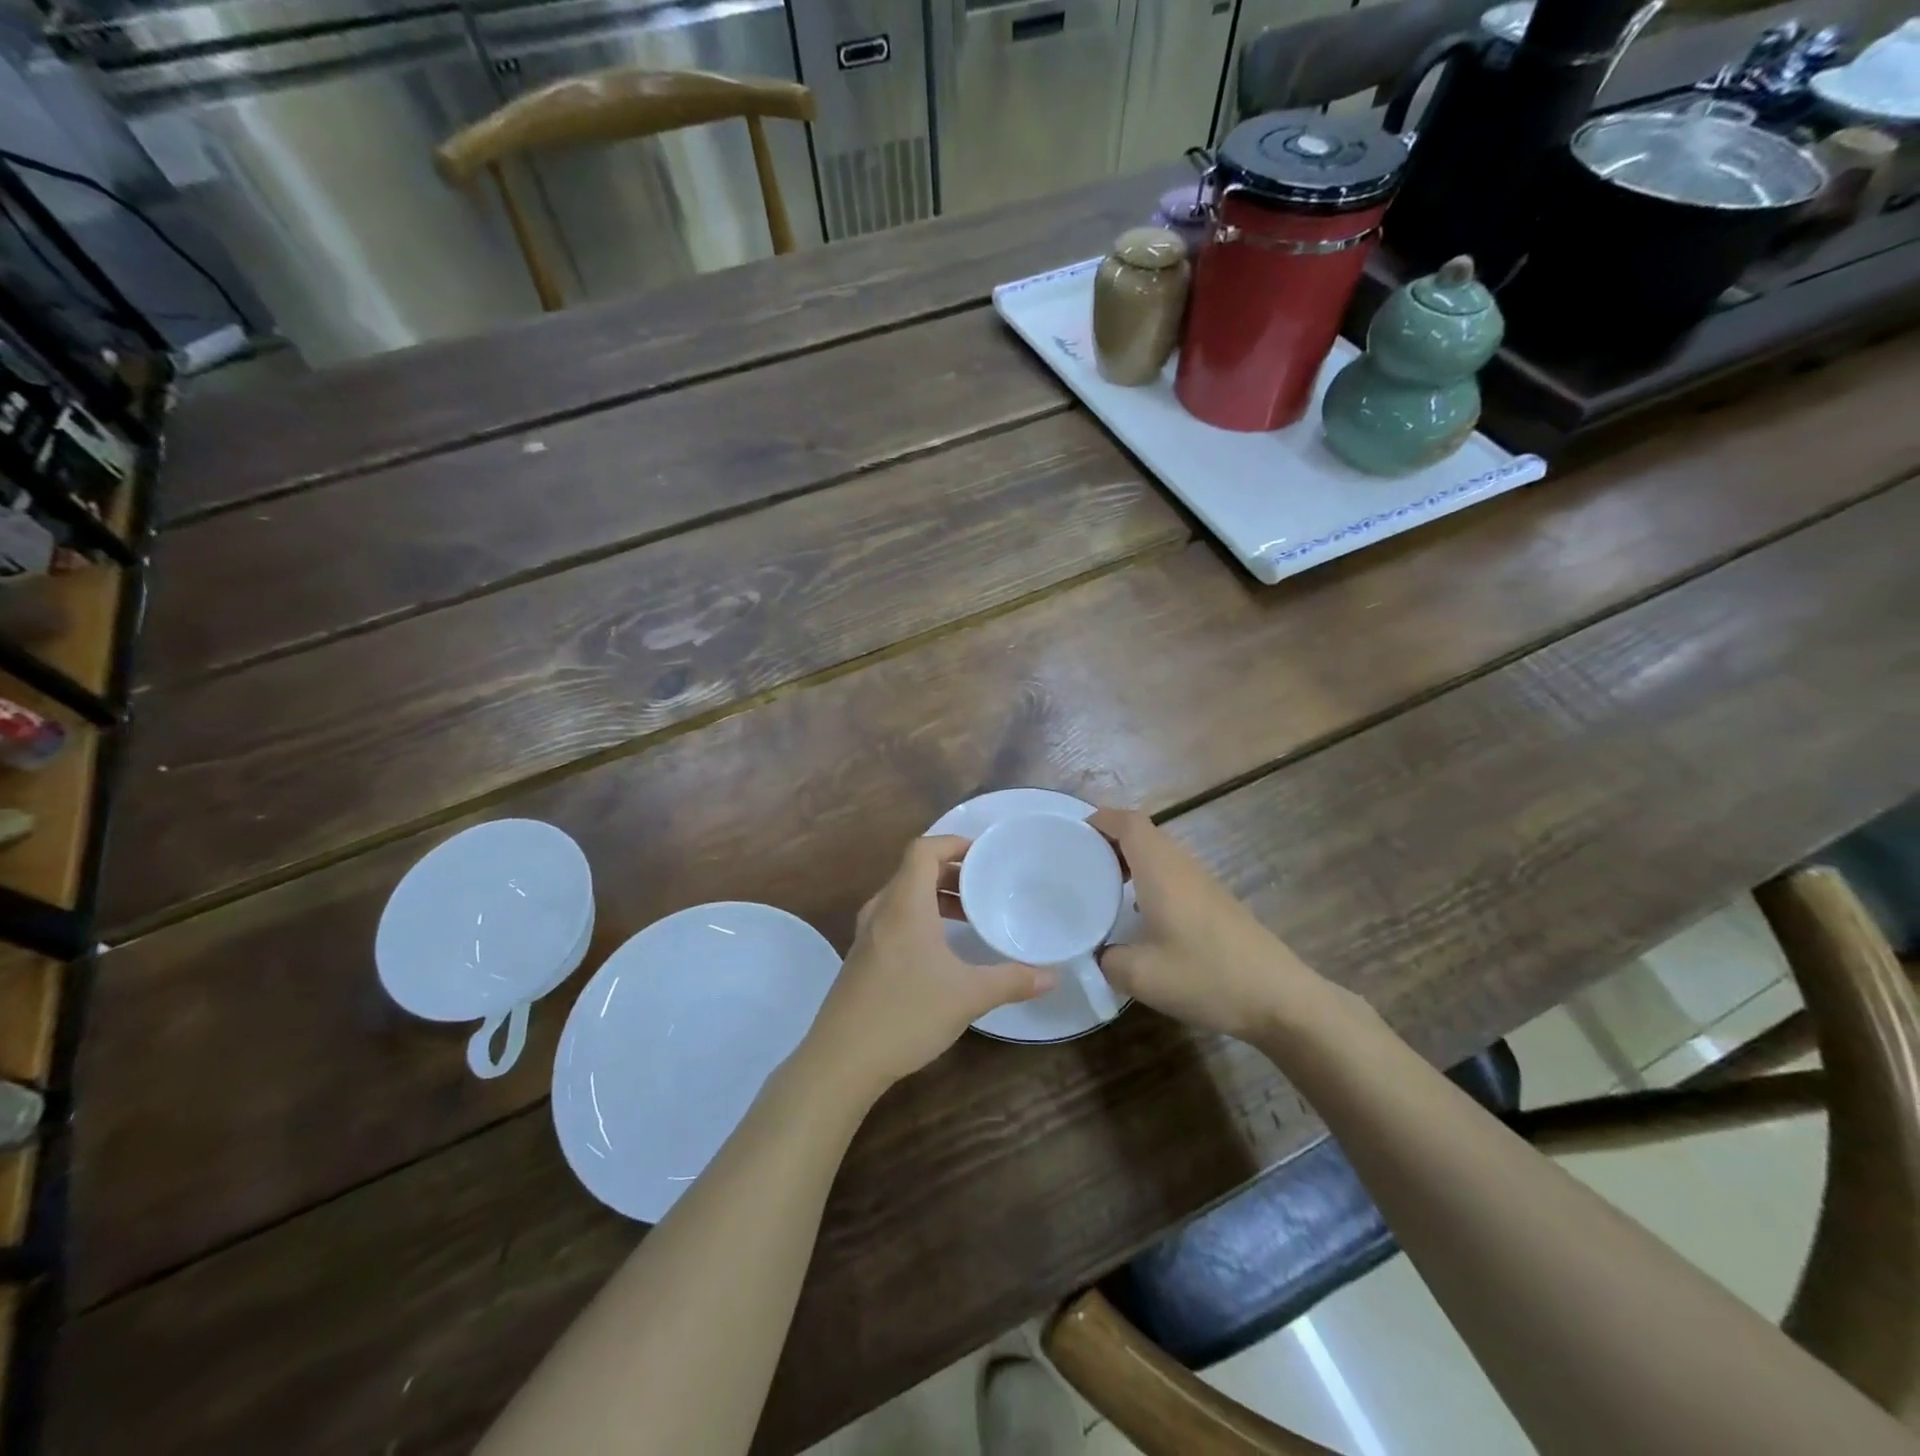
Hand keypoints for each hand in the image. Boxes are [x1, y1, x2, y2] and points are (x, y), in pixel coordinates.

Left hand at [808, 835, 1054, 1094]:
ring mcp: (866, 934)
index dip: (952, 843)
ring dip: (935, 897)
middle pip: (913, 871)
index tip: (983, 854)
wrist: (841, 1059)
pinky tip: (941, 950)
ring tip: (969, 915)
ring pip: (903, 897)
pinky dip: (920, 918)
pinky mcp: (861, 958)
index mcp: (904, 904)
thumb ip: (1012, 981)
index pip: (923, 850)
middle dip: (950, 872)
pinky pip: (894, 919)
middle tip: (985, 885)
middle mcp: (881, 910)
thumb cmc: (906, 1013)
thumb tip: (1053, 976)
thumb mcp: (968, 996)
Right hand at [1092, 808, 1322, 1041]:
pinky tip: (1139, 915)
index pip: (1129, 822)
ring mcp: (1203, 883)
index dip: (1101, 819)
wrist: (1280, 999)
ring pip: (1160, 854)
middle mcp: (1182, 866)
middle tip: (1080, 863)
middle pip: (1144, 833)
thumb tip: (1099, 953)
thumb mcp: (1142, 977)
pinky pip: (1173, 874)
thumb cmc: (1207, 976)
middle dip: (1110, 840)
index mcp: (1161, 870)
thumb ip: (1108, 960)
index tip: (1073, 835)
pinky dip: (1149, 879)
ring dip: (1131, 860)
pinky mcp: (1216, 902)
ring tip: (1103, 886)